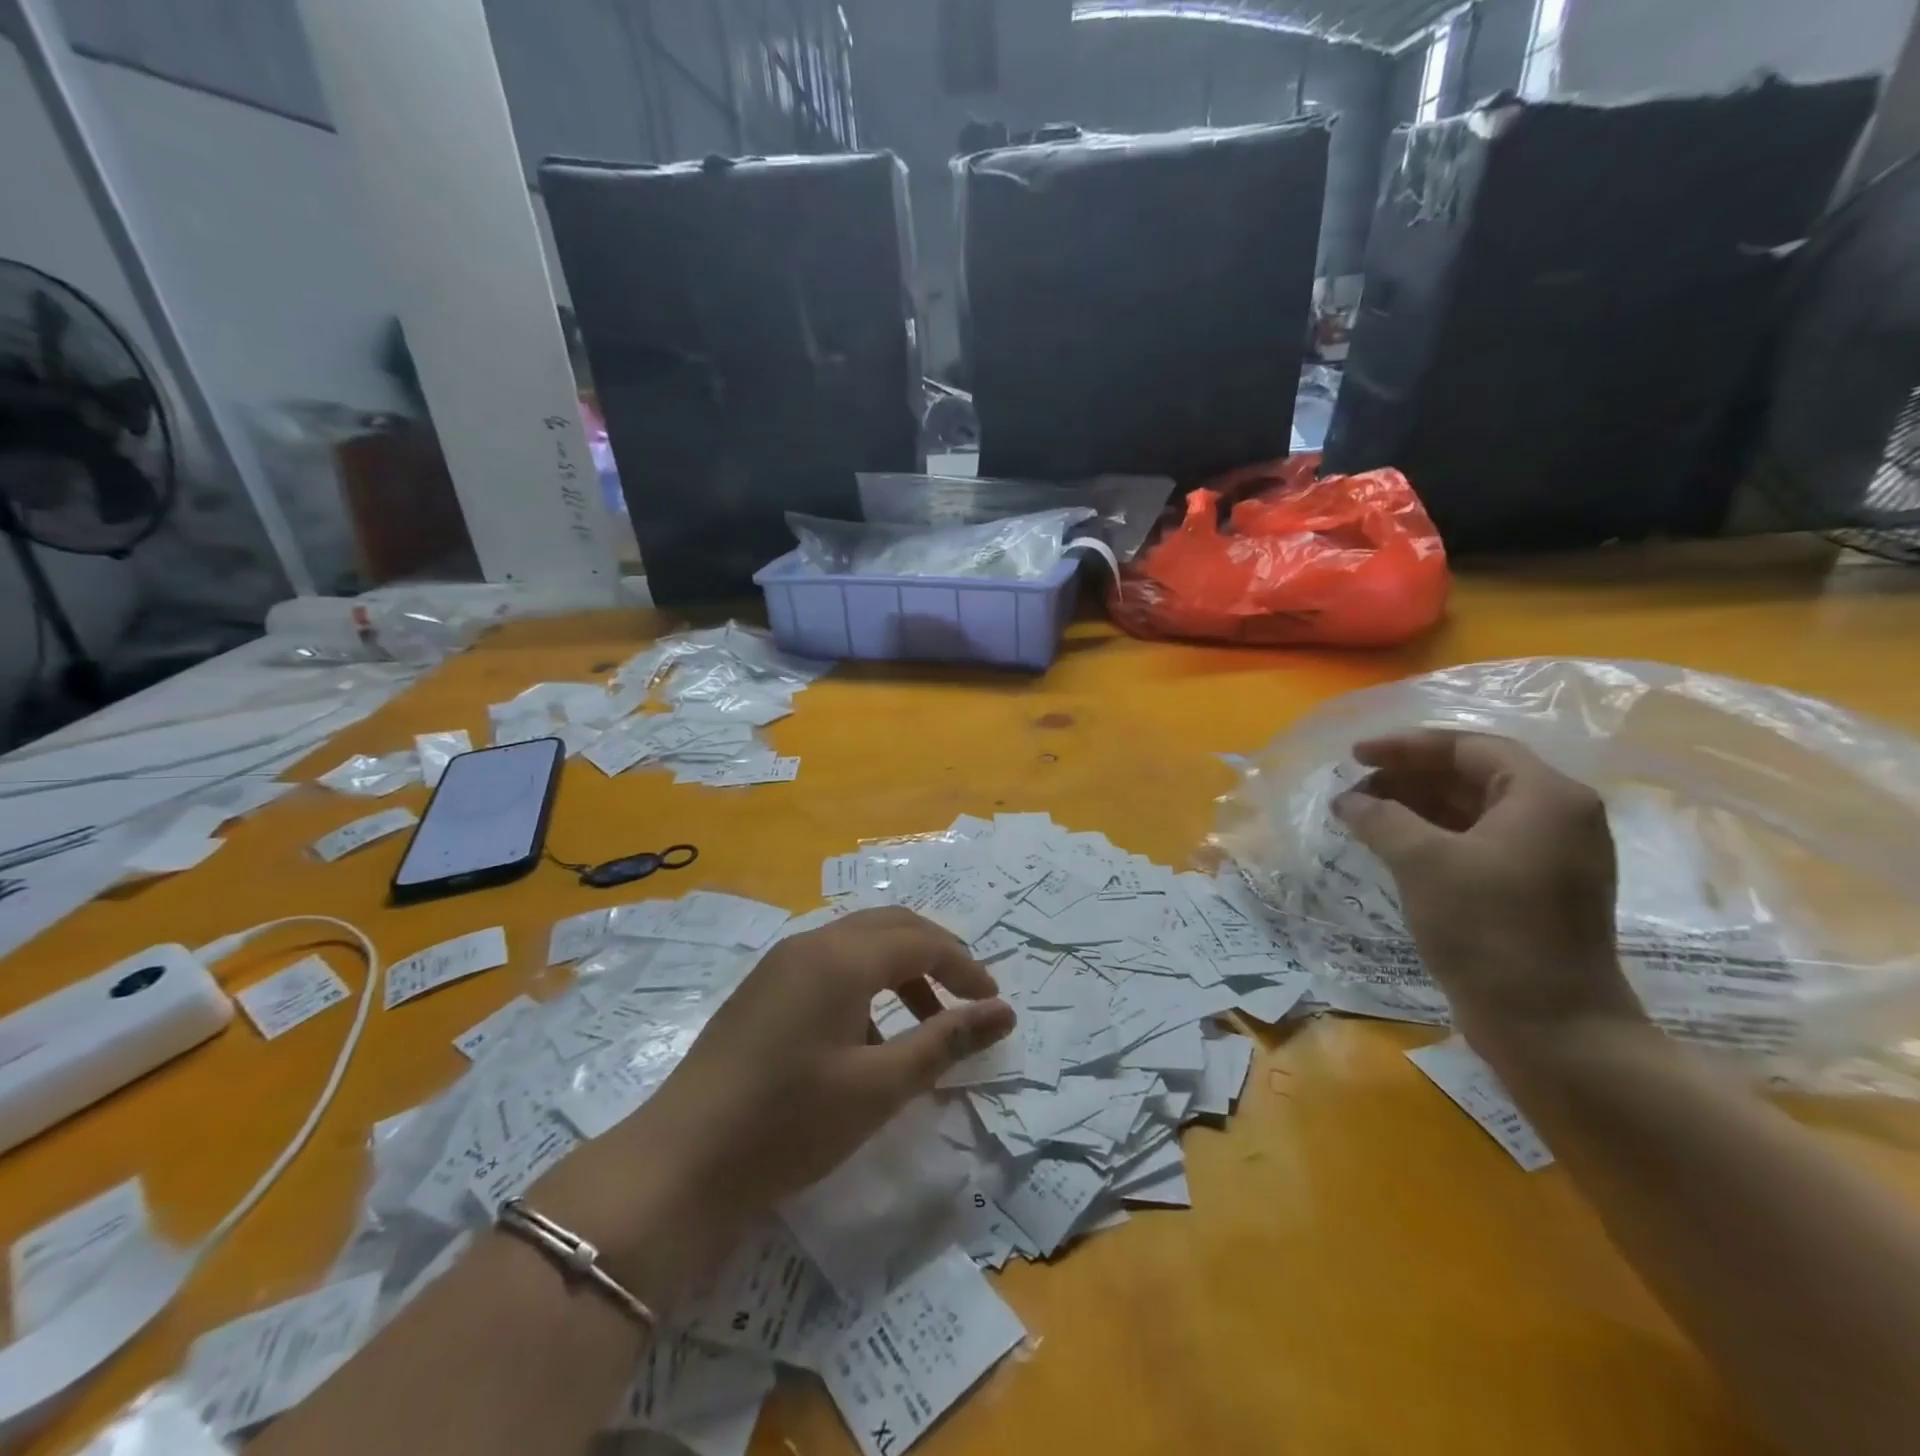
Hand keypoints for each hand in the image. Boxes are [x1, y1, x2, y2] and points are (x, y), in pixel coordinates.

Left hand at [532, 909, 1014, 1300]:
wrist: (680, 1162)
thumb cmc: (790, 1123)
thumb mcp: (879, 1087)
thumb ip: (945, 1041)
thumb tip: (1004, 1012)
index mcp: (842, 957)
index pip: (923, 940)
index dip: (965, 967)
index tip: (994, 1006)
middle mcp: (812, 943)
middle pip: (891, 926)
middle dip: (936, 956)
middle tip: (966, 1000)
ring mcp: (781, 963)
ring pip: (859, 944)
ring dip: (901, 971)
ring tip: (923, 1026)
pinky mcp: (763, 988)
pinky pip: (830, 965)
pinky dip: (865, 985)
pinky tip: (867, 1041)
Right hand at [1332, 730, 1644, 1053]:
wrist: (1552, 1027)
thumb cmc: (1490, 930)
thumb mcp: (1422, 862)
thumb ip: (1380, 818)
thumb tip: (1348, 799)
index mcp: (1546, 797)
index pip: (1469, 748)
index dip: (1405, 747)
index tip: (1354, 756)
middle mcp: (1558, 817)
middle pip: (1472, 776)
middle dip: (1408, 778)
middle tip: (1354, 791)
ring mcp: (1550, 856)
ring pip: (1473, 811)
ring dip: (1416, 807)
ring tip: (1364, 817)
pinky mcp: (1535, 889)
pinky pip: (1478, 843)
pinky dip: (1434, 837)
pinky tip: (1393, 847)